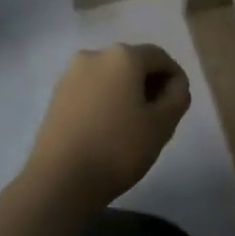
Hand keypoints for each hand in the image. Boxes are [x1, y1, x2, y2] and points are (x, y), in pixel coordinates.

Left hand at [26, 44, 191, 208]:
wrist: (59, 180)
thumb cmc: (117, 148)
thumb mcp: (162, 125)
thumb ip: (178, 97)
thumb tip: (175, 85)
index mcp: (123, 56)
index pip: (160, 58)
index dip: (175, 79)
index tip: (179, 105)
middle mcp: (95, 55)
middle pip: (133, 63)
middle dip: (150, 85)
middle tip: (159, 117)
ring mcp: (71, 74)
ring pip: (110, 77)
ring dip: (127, 93)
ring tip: (133, 126)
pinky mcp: (56, 95)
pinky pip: (91, 90)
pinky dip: (105, 101)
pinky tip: (108, 129)